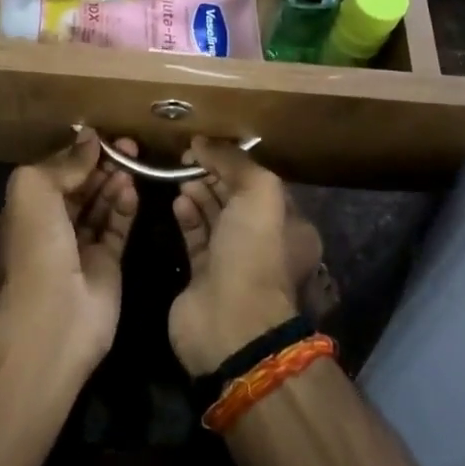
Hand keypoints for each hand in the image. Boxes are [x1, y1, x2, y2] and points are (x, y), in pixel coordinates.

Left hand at [0, 129, 138, 369]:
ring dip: (115, 182)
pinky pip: (118, 228)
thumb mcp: (36, 189)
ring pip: (101, 205)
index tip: (102, 136)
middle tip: (128, 145)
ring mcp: (80, 247)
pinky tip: (133, 190)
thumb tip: (89, 138)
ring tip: (134, 161)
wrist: (54, 316)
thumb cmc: (37, 245)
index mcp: (28, 209)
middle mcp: (52, 226)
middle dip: (102, 164)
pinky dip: (125, 208)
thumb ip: (64, 162)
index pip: (56, 172)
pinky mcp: (107, 265)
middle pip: (82, 187)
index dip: (78, 153)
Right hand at [169, 138, 299, 375]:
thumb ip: (233, 161)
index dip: (234, 163)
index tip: (208, 147)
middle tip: (188, 158)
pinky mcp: (203, 276)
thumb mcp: (258, 192)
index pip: (259, 184)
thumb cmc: (254, 253)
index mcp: (287, 225)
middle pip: (235, 198)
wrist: (231, 323)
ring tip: (180, 176)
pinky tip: (177, 201)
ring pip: (214, 216)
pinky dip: (187, 216)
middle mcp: (263, 242)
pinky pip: (195, 237)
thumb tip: (203, 142)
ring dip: (198, 192)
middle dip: (214, 175)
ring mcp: (233, 261)